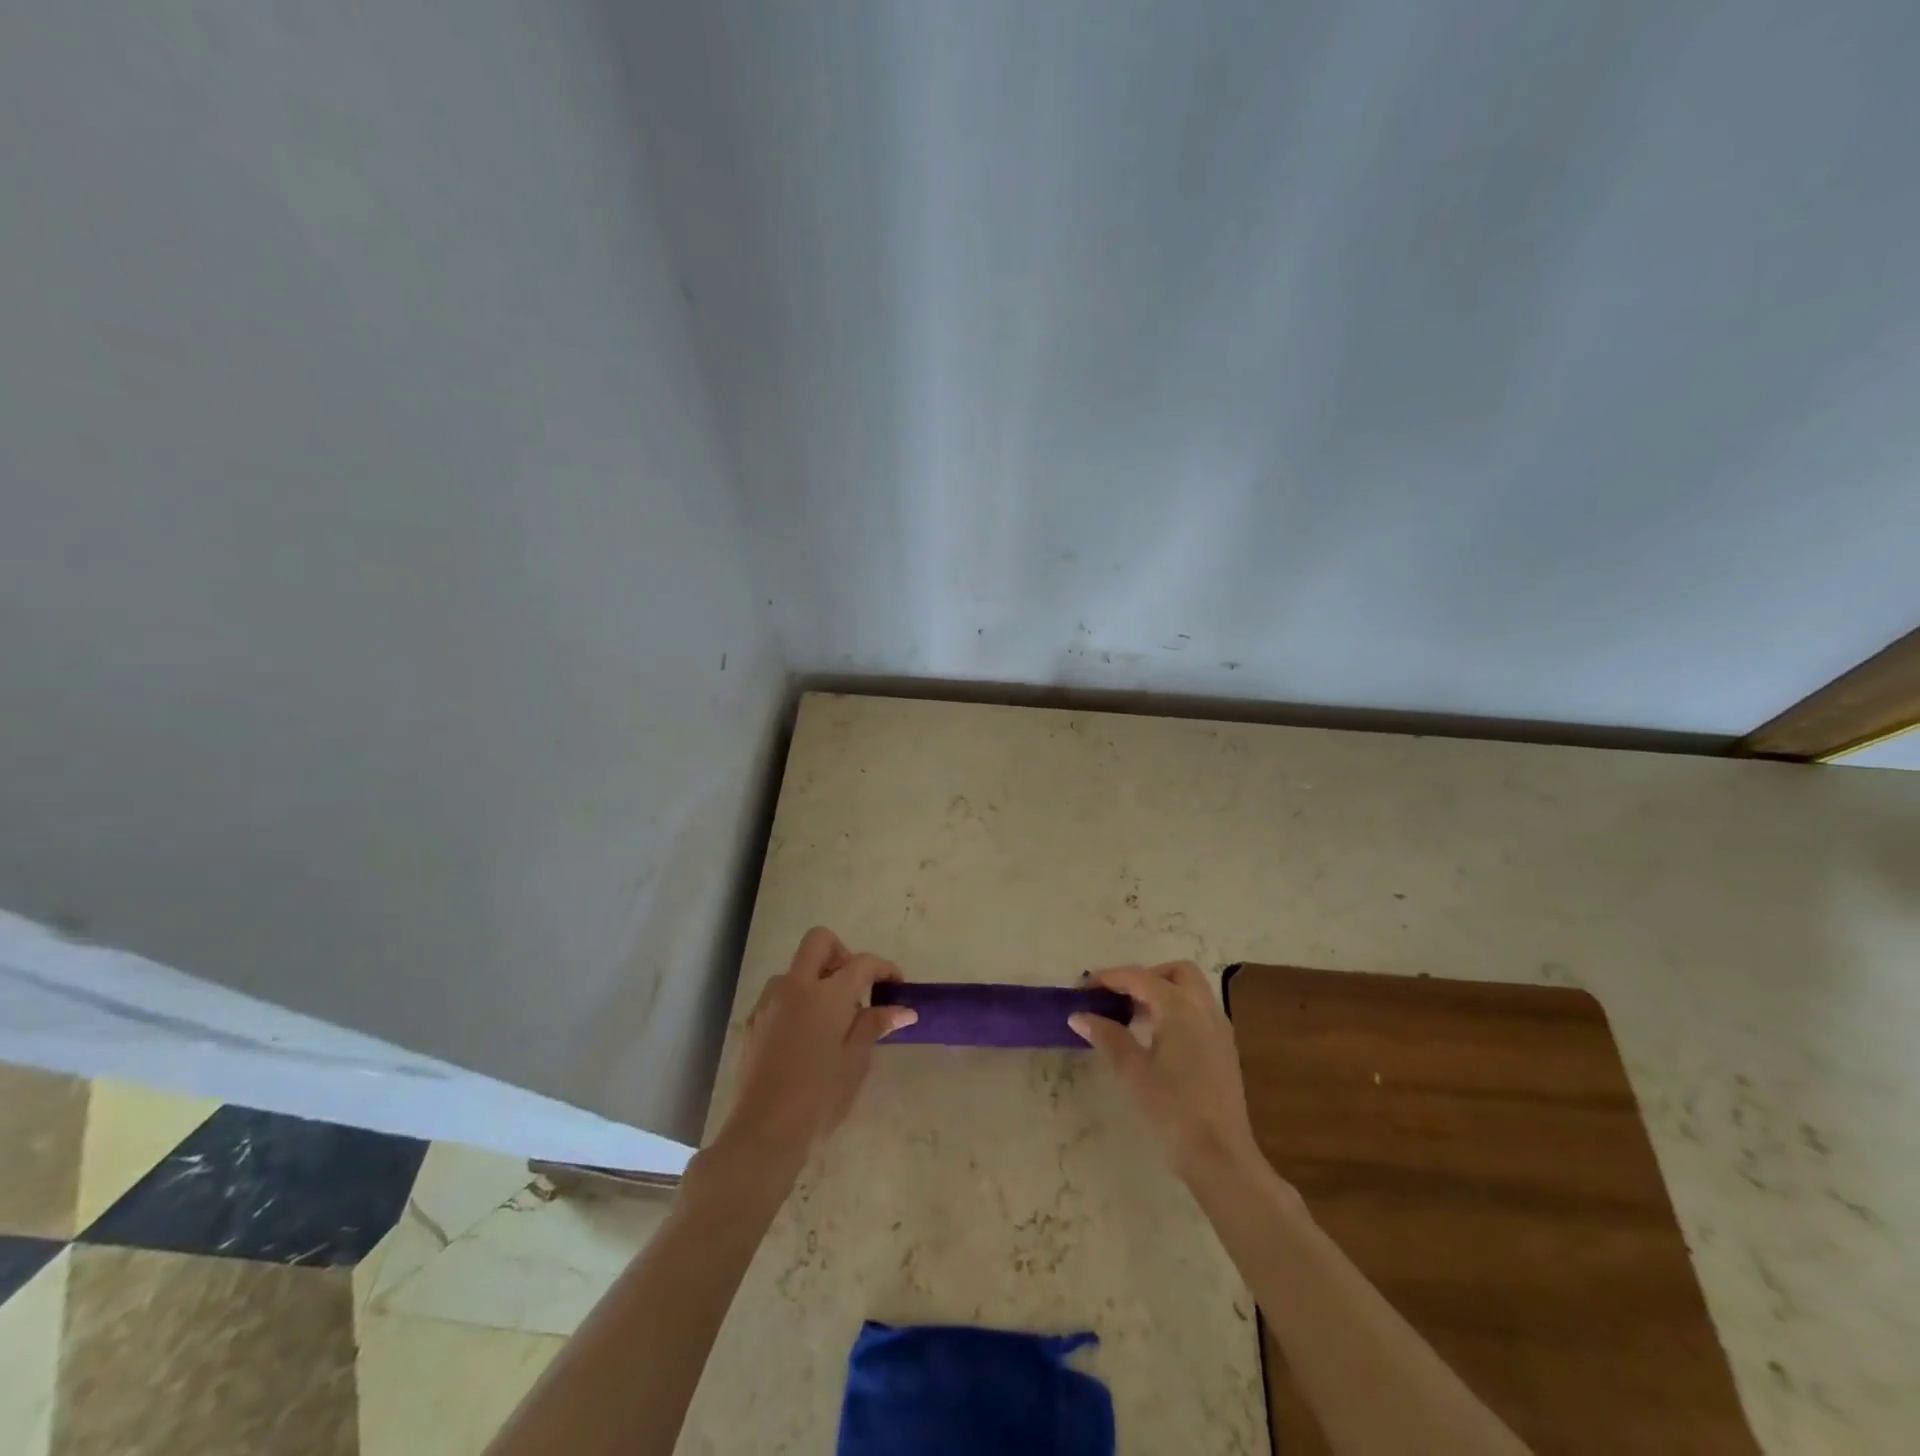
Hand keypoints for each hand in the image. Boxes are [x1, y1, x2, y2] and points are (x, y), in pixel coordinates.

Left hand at [718, 927, 916, 1161]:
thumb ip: (875, 1025)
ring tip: (833, 1019)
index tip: (897, 984)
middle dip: (843, 954)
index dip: (883, 968)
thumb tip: (903, 1009)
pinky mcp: (754, 1022)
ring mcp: (770, 1002)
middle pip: (819, 942)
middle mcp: (795, 987)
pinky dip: (798, 1001)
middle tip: (857, 987)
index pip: (862, 963)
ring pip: (796, 970)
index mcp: (827, 994)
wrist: (763, 1132)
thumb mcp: (855, 1062)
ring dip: (817, 980)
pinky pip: (780, 996)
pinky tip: (807, 1037)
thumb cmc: (819, 1097)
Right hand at [1070, 961, 1259, 1178]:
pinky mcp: (1225, 1048)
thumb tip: (1079, 1015)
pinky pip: (1199, 1011)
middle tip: (1118, 996)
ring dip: (1162, 992)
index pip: (1140, 977)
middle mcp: (1204, 1008)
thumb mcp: (1132, 1071)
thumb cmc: (1173, 1109)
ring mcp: (1219, 1028)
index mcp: (1180, 1008)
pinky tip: (1157, 1036)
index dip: (1110, 978)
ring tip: (1132, 1015)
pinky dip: (1176, 1009)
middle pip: (1176, 972)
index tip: (1084, 987)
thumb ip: (1107, 1036)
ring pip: (1191, 990)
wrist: (1221, 1156)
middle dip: (1145, 976)